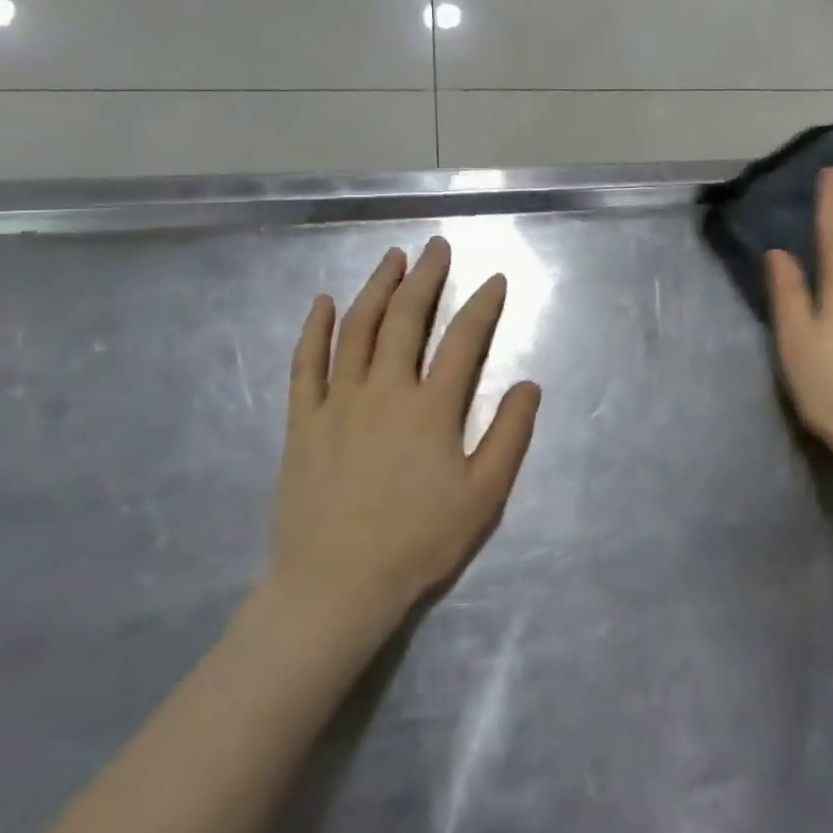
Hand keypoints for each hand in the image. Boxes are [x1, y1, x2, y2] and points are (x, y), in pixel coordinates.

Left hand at [269, 238, 540, 633]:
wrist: (335, 585)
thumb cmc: (418, 540)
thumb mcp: (483, 494)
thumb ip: (510, 435)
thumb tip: (529, 384)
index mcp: (431, 408)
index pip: (463, 340)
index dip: (483, 305)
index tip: (495, 280)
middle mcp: (384, 391)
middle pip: (407, 319)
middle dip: (426, 278)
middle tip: (436, 246)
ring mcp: (338, 402)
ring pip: (358, 330)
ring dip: (376, 288)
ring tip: (392, 258)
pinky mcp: (303, 421)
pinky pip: (306, 364)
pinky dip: (315, 330)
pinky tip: (323, 302)